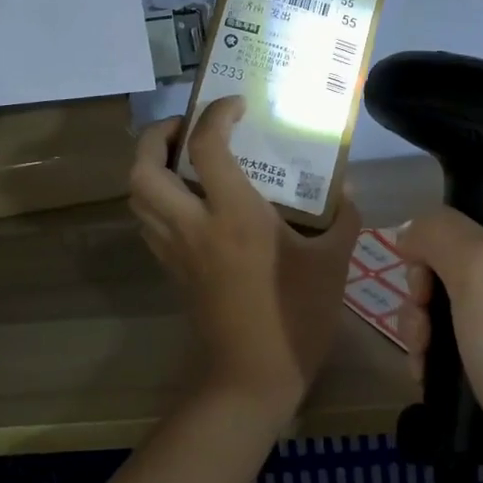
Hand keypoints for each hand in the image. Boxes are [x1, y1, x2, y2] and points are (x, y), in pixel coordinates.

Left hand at [129, 98, 362, 421]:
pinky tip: (190, 203)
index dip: (216, 114)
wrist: (253, 377)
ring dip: (150, 168)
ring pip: (137, 197)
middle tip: (187, 128)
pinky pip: (149, 223)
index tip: (237, 106)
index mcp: (234, 215)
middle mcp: (193, 225)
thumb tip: (345, 189)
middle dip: (157, 137)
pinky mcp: (173, 271)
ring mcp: (176, 250)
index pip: (206, 146)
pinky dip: (157, 200)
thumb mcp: (333, 263)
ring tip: (184, 160)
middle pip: (143, 168)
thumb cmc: (297, 317)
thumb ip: (342, 218)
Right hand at [394, 209, 482, 482]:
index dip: (441, 247)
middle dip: (425, 297)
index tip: (424, 276)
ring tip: (422, 362)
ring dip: (424, 334)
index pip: (482, 226)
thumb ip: (440, 233)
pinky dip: (436, 369)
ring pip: (452, 320)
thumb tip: (412, 232)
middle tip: (422, 326)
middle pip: (459, 275)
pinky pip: (458, 363)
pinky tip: (426, 384)